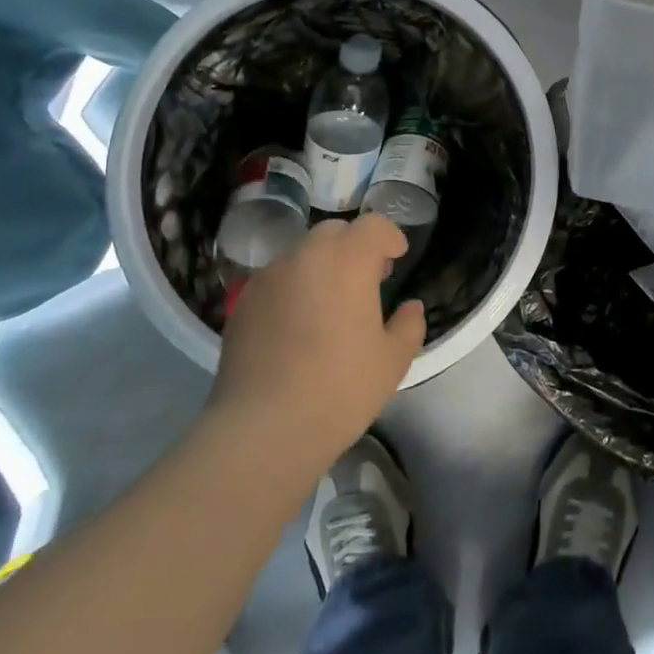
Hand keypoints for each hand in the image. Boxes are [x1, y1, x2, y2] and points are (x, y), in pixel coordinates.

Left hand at [207, 214, 425, 470]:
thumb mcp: (392, 361)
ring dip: (322, 266)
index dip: (390, 237)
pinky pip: (277, 280)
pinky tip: (298, 326)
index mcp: (347, 261)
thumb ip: (409, 325)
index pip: (373, 225)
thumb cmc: (339, 389)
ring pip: (302, 254)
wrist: (262, 428)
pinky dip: (294, 288)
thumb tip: (410, 307)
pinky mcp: (243, 303)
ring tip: (331, 304)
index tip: (397, 258)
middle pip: (335, 232)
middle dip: (355, 247)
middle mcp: (305, 257)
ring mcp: (269, 278)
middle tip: (367, 280)